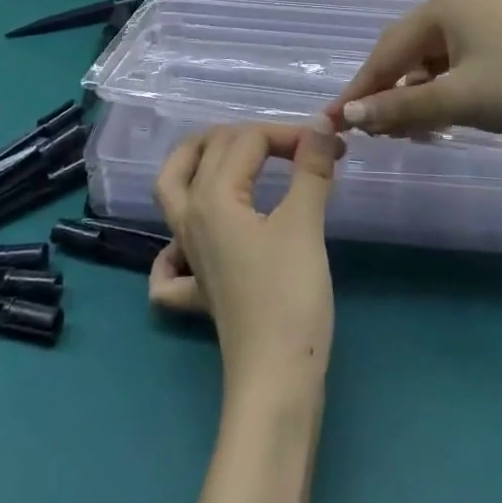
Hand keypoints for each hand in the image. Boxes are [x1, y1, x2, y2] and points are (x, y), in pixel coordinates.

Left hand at [150, 124, 341, 392]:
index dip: (290, 134)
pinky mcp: (198, 288)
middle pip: (207, 152)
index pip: (247, 141)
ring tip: (224, 153)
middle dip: (250, 137)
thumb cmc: (290, 295)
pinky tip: (191, 244)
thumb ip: (310, 169)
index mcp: (212, 195)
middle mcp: (189, 216)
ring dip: (195, 162)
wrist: (276, 376)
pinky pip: (170, 260)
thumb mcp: (304, 224)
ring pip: (172, 190)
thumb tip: (322, 126)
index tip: (330, 144)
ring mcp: (188, 253)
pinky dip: (174, 245)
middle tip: (290, 144)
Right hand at [323, 0, 501, 139]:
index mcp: (440, 6)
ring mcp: (477, 22)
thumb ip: (400, 107)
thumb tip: (349, 115)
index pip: (385, 52)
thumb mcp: (457, 100)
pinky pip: (451, 67)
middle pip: (404, 54)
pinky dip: (438, 93)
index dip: (359, 89)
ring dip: (412, 97)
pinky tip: (432, 119)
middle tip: (366, 131)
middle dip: (385, 93)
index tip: (333, 120)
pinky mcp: (496, 43)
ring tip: (398, 131)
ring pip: (428, 63)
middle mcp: (454, 6)